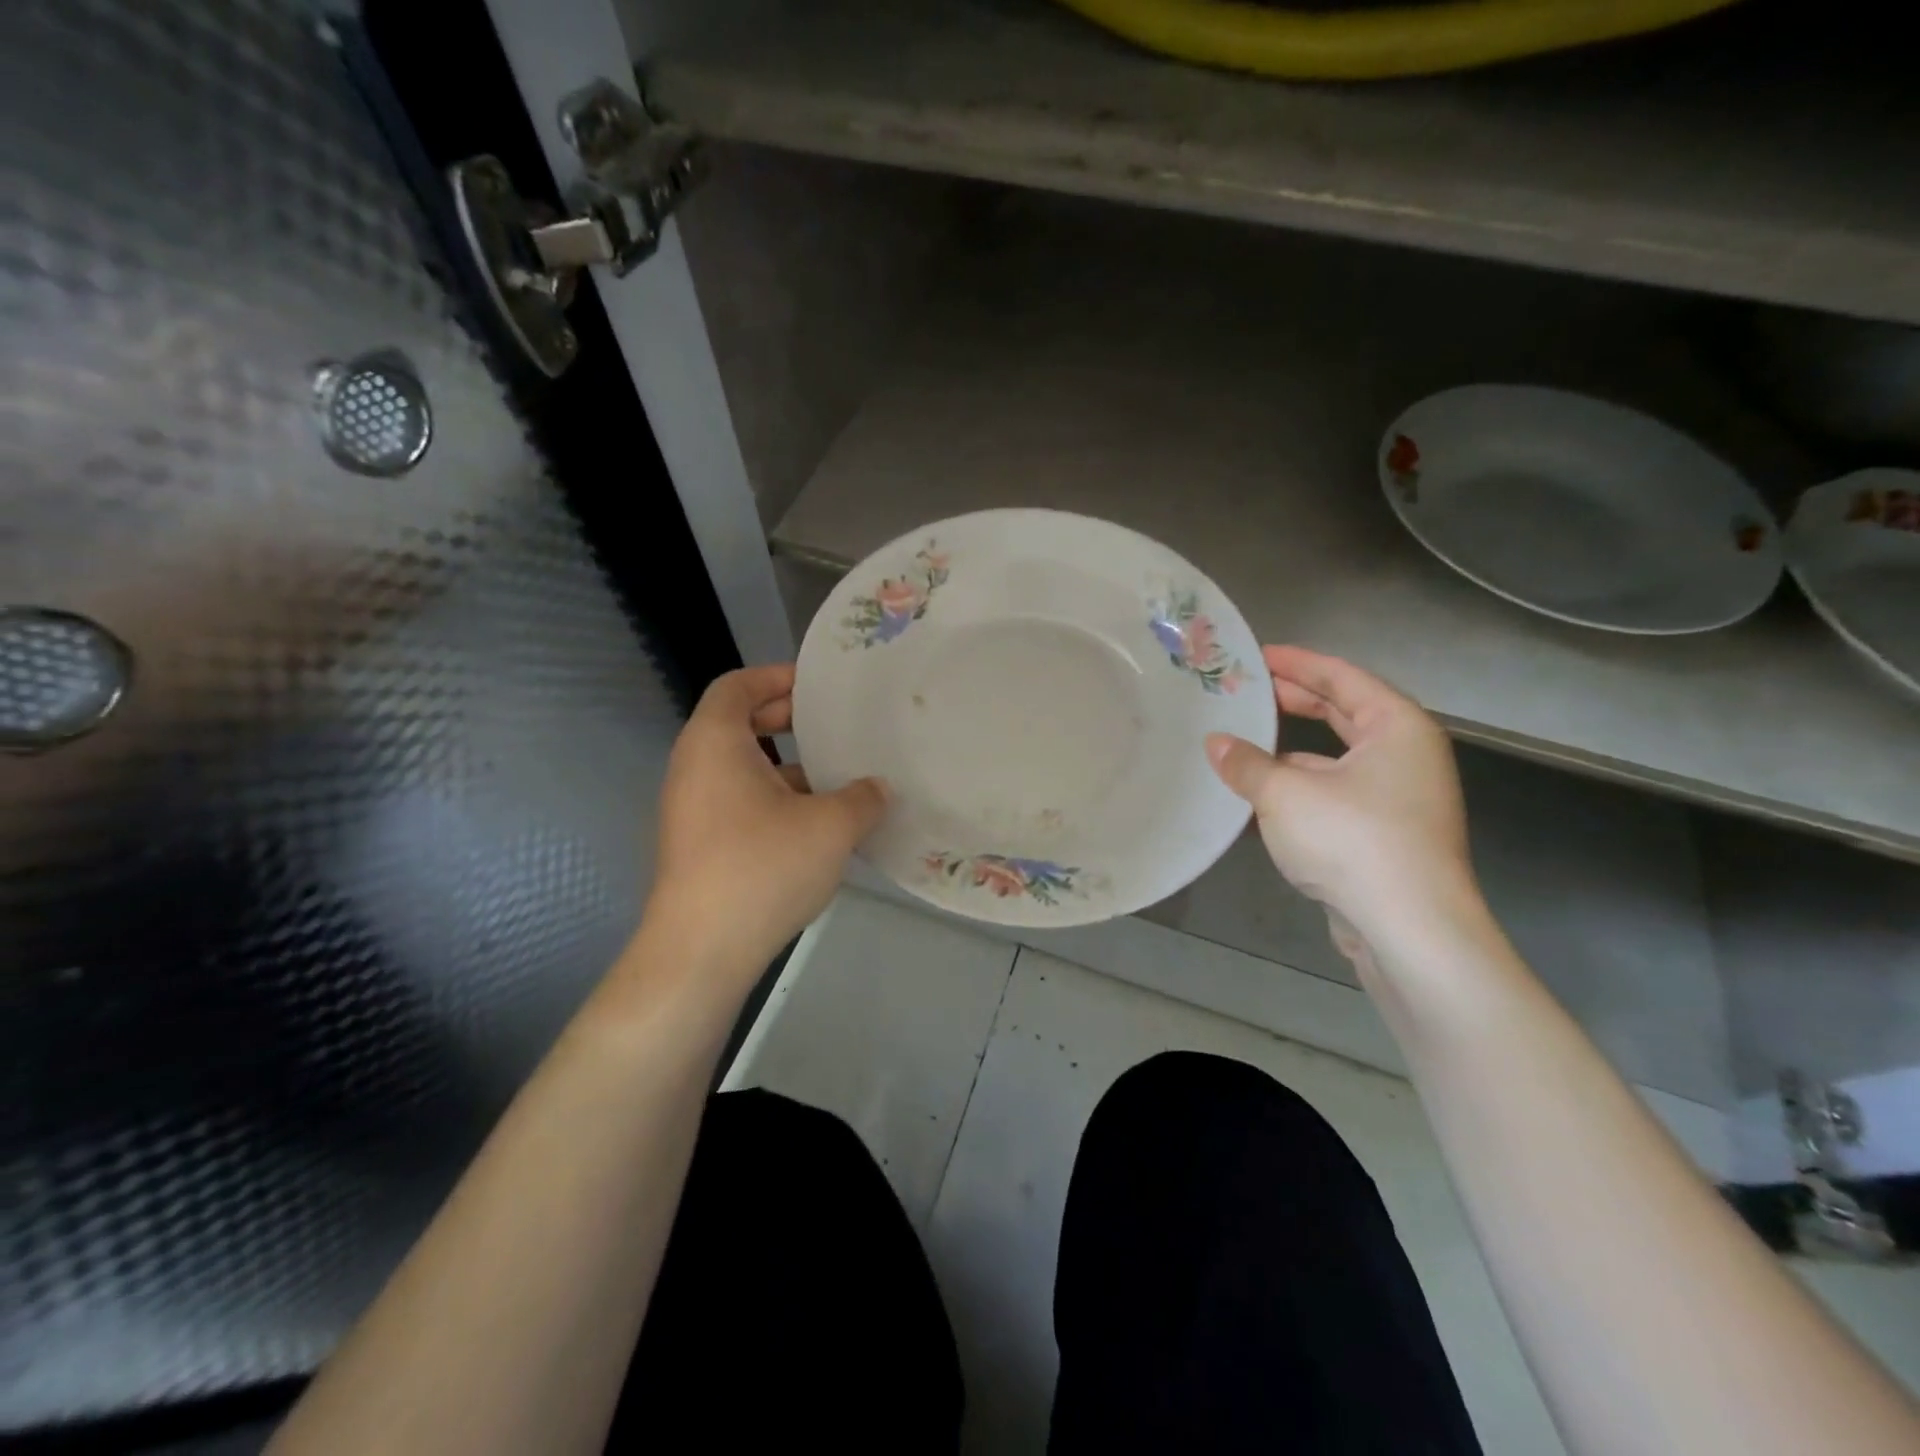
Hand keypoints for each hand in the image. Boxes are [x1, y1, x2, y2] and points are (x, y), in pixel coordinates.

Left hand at [640, 664, 886, 984]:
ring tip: (836, 779)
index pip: (736, 686)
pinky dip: (774, 799)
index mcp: (715, 744)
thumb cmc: (762, 867)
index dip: (775, 677)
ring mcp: (691, 809)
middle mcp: (694, 768)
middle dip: (785, 721)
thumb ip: (863, 798)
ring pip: (741, 768)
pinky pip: (738, 802)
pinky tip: (816, 827)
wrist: (701, 950)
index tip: (816, 689)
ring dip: (786, 767)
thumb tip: (878, 788)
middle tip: (831, 728)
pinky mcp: (698, 845)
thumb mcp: (830, 826)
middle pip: (736, 724)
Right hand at [1205, 647, 1474, 948]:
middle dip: (1294, 700)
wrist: (1410, 929)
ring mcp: (1400, 798)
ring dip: (1291, 750)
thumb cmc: (1353, 840)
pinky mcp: (1386, 835)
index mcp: (1397, 727)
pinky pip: (1335, 794)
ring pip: (1336, 758)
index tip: (1257, 655)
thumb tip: (1215, 743)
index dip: (1297, 662)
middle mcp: (1406, 755)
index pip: (1342, 676)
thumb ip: (1246, 763)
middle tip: (1247, 690)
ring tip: (1242, 743)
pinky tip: (1260, 796)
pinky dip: (1300, 787)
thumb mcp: (1285, 793)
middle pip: (1343, 712)